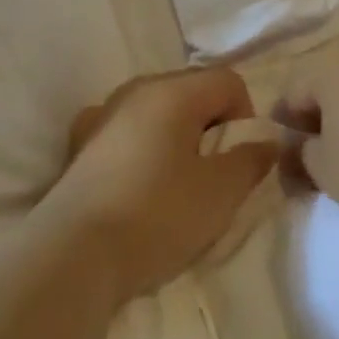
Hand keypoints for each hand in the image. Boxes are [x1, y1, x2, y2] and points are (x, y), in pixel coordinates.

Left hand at [42, 67, 277, 303]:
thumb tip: (265, 143)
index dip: (245, 118)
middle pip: (192, 91)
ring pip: (157, 110)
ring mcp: (101, 114)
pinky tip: (135, 183)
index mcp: (173, 91)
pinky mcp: (78, 144)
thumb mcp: (221, 193)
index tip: (236, 161)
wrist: (72, 257)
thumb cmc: (157, 216)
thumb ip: (251, 161)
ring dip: (176, 136)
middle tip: (211, 174)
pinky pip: (125, 130)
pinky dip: (140, 146)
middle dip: (211, 126)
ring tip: (174, 183)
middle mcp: (135, 89)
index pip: (229, 81)